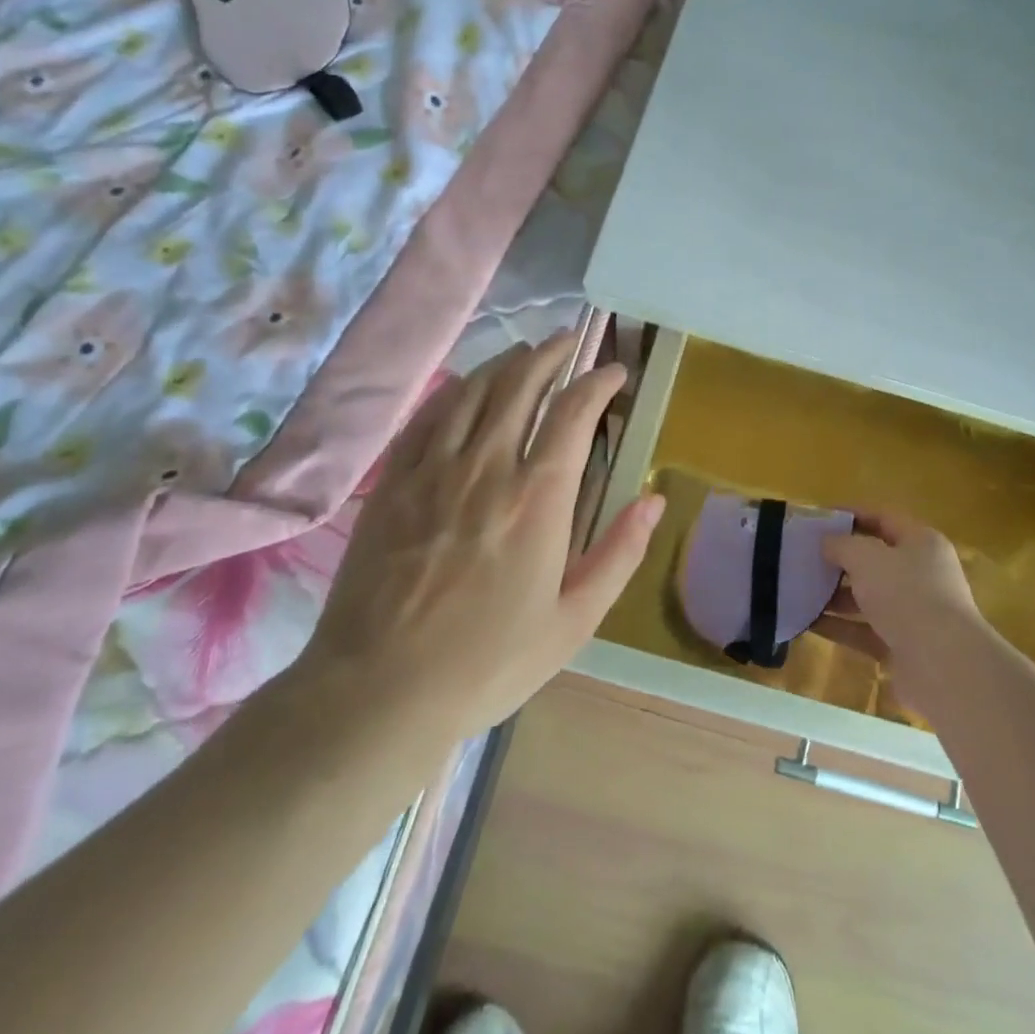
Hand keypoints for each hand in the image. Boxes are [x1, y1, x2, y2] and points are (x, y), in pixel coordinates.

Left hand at [288, 333, 664, 750]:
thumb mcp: (574, 621)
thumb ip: (619, 554)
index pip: (574, 413)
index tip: (615, 372)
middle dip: (551, 354)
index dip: (598, 381)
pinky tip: (466, 387)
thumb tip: (655, 500)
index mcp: (538, 499)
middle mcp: (487, 467)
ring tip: (525, 353)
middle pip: (520, 384)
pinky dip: (455, 391)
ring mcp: (433, 470)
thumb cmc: (488, 662)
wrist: (379, 690)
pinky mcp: (393, 482)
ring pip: (474, 391)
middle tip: (570, 342)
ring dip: (505, 363)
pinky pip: (428, 416)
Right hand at [814, 511, 993, 713]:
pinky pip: (865, 630)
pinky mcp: (903, 646)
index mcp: (921, 543)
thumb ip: (842, 545)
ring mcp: (914, 613)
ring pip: (868, 597)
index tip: (817, 520)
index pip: (883, 518)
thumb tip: (827, 542)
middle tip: (804, 557)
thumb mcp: (866, 558)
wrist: (942, 664)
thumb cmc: (906, 594)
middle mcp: (921, 574)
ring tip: (799, 590)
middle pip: (875, 560)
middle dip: (840, 559)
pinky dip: (840, 626)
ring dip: (836, 595)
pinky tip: (809, 622)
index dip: (850, 515)